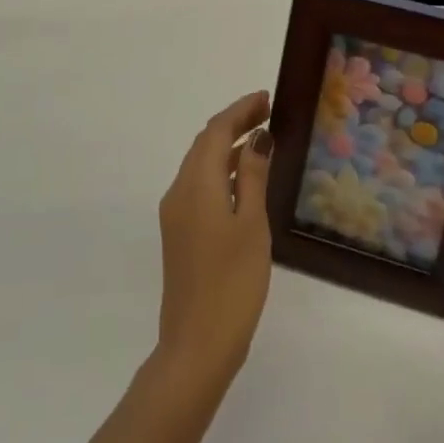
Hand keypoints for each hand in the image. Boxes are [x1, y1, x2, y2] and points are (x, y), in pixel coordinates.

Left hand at [151, 90, 273, 406]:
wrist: (197, 344)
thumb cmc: (233, 283)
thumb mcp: (252, 225)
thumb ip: (253, 177)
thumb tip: (258, 137)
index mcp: (196, 184)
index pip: (215, 131)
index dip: (240, 110)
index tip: (267, 98)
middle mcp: (179, 192)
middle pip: (204, 143)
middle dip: (233, 123)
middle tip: (267, 111)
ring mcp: (176, 214)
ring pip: (200, 164)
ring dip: (227, 146)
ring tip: (261, 139)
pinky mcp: (180, 233)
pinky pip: (199, 186)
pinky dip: (221, 171)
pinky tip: (244, 179)